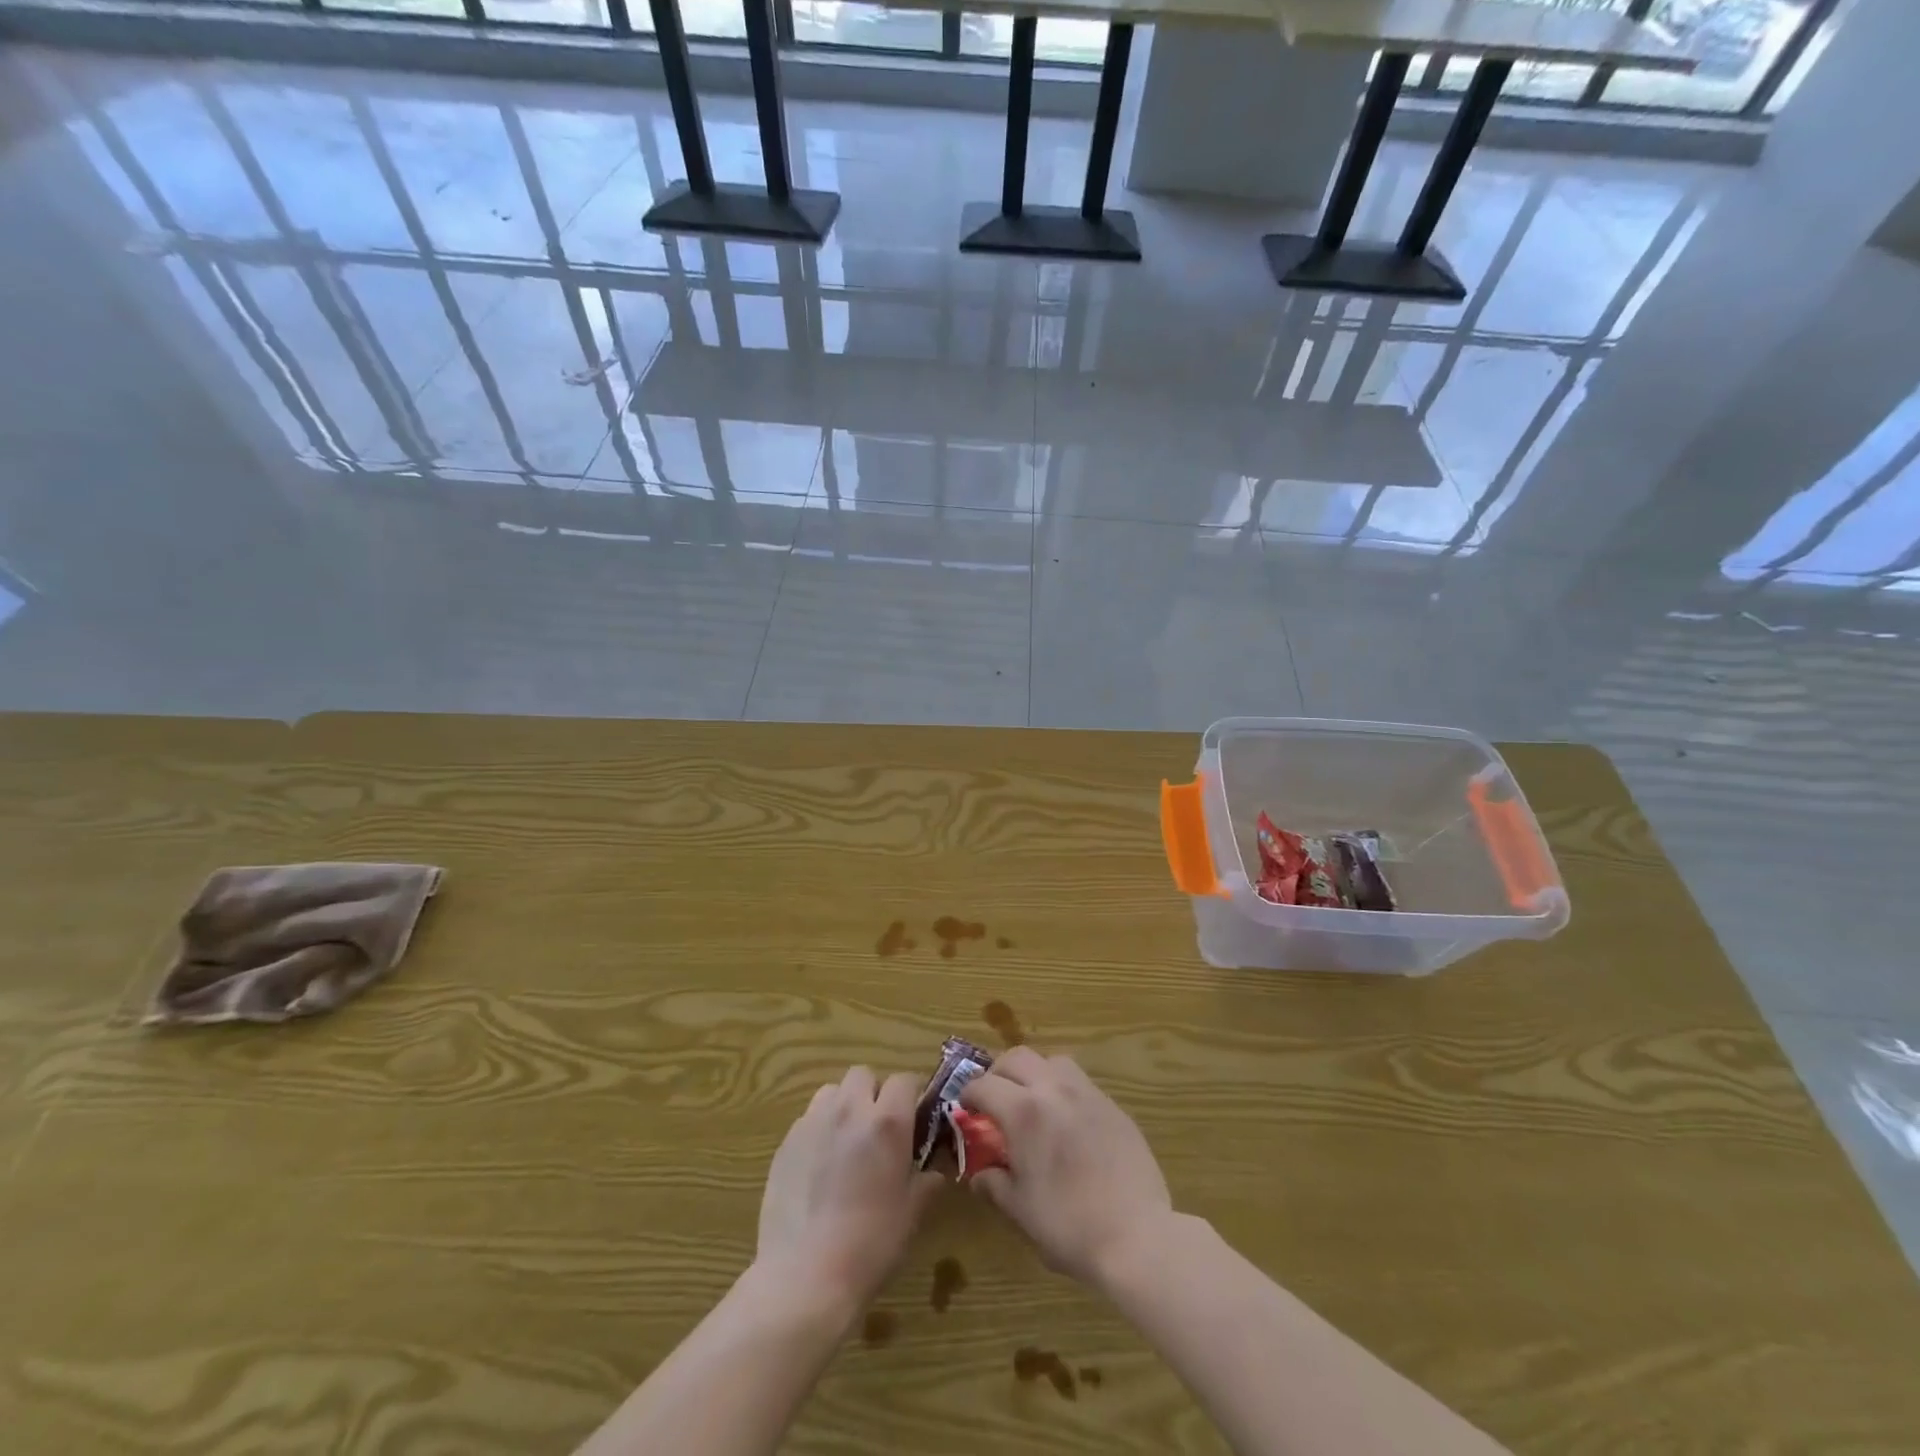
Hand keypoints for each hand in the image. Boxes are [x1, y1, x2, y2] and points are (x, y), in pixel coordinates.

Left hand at [757, 1066, 943, 1309]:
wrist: (805, 1277)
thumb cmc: (870, 1245)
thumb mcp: (911, 1214)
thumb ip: (926, 1182)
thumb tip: (935, 1172)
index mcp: (887, 1122)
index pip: (904, 1079)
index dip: (912, 1094)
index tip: (915, 1116)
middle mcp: (849, 1110)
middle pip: (864, 1075)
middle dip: (874, 1093)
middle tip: (879, 1128)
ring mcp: (813, 1123)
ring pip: (832, 1091)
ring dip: (844, 1105)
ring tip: (846, 1140)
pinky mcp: (786, 1142)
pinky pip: (808, 1119)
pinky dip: (819, 1129)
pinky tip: (819, 1165)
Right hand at [961, 1048, 1173, 1290]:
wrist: (1137, 1236)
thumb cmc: (1068, 1226)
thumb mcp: (1019, 1210)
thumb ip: (993, 1184)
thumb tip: (979, 1174)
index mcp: (1024, 1112)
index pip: (985, 1085)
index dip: (969, 1094)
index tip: (966, 1108)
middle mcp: (1054, 1090)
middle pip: (1018, 1057)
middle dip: (999, 1072)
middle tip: (994, 1097)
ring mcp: (1088, 1093)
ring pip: (1052, 1061)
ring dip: (1034, 1072)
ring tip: (1031, 1100)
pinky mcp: (1113, 1105)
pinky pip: (1080, 1082)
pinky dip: (1063, 1089)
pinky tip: (1066, 1120)